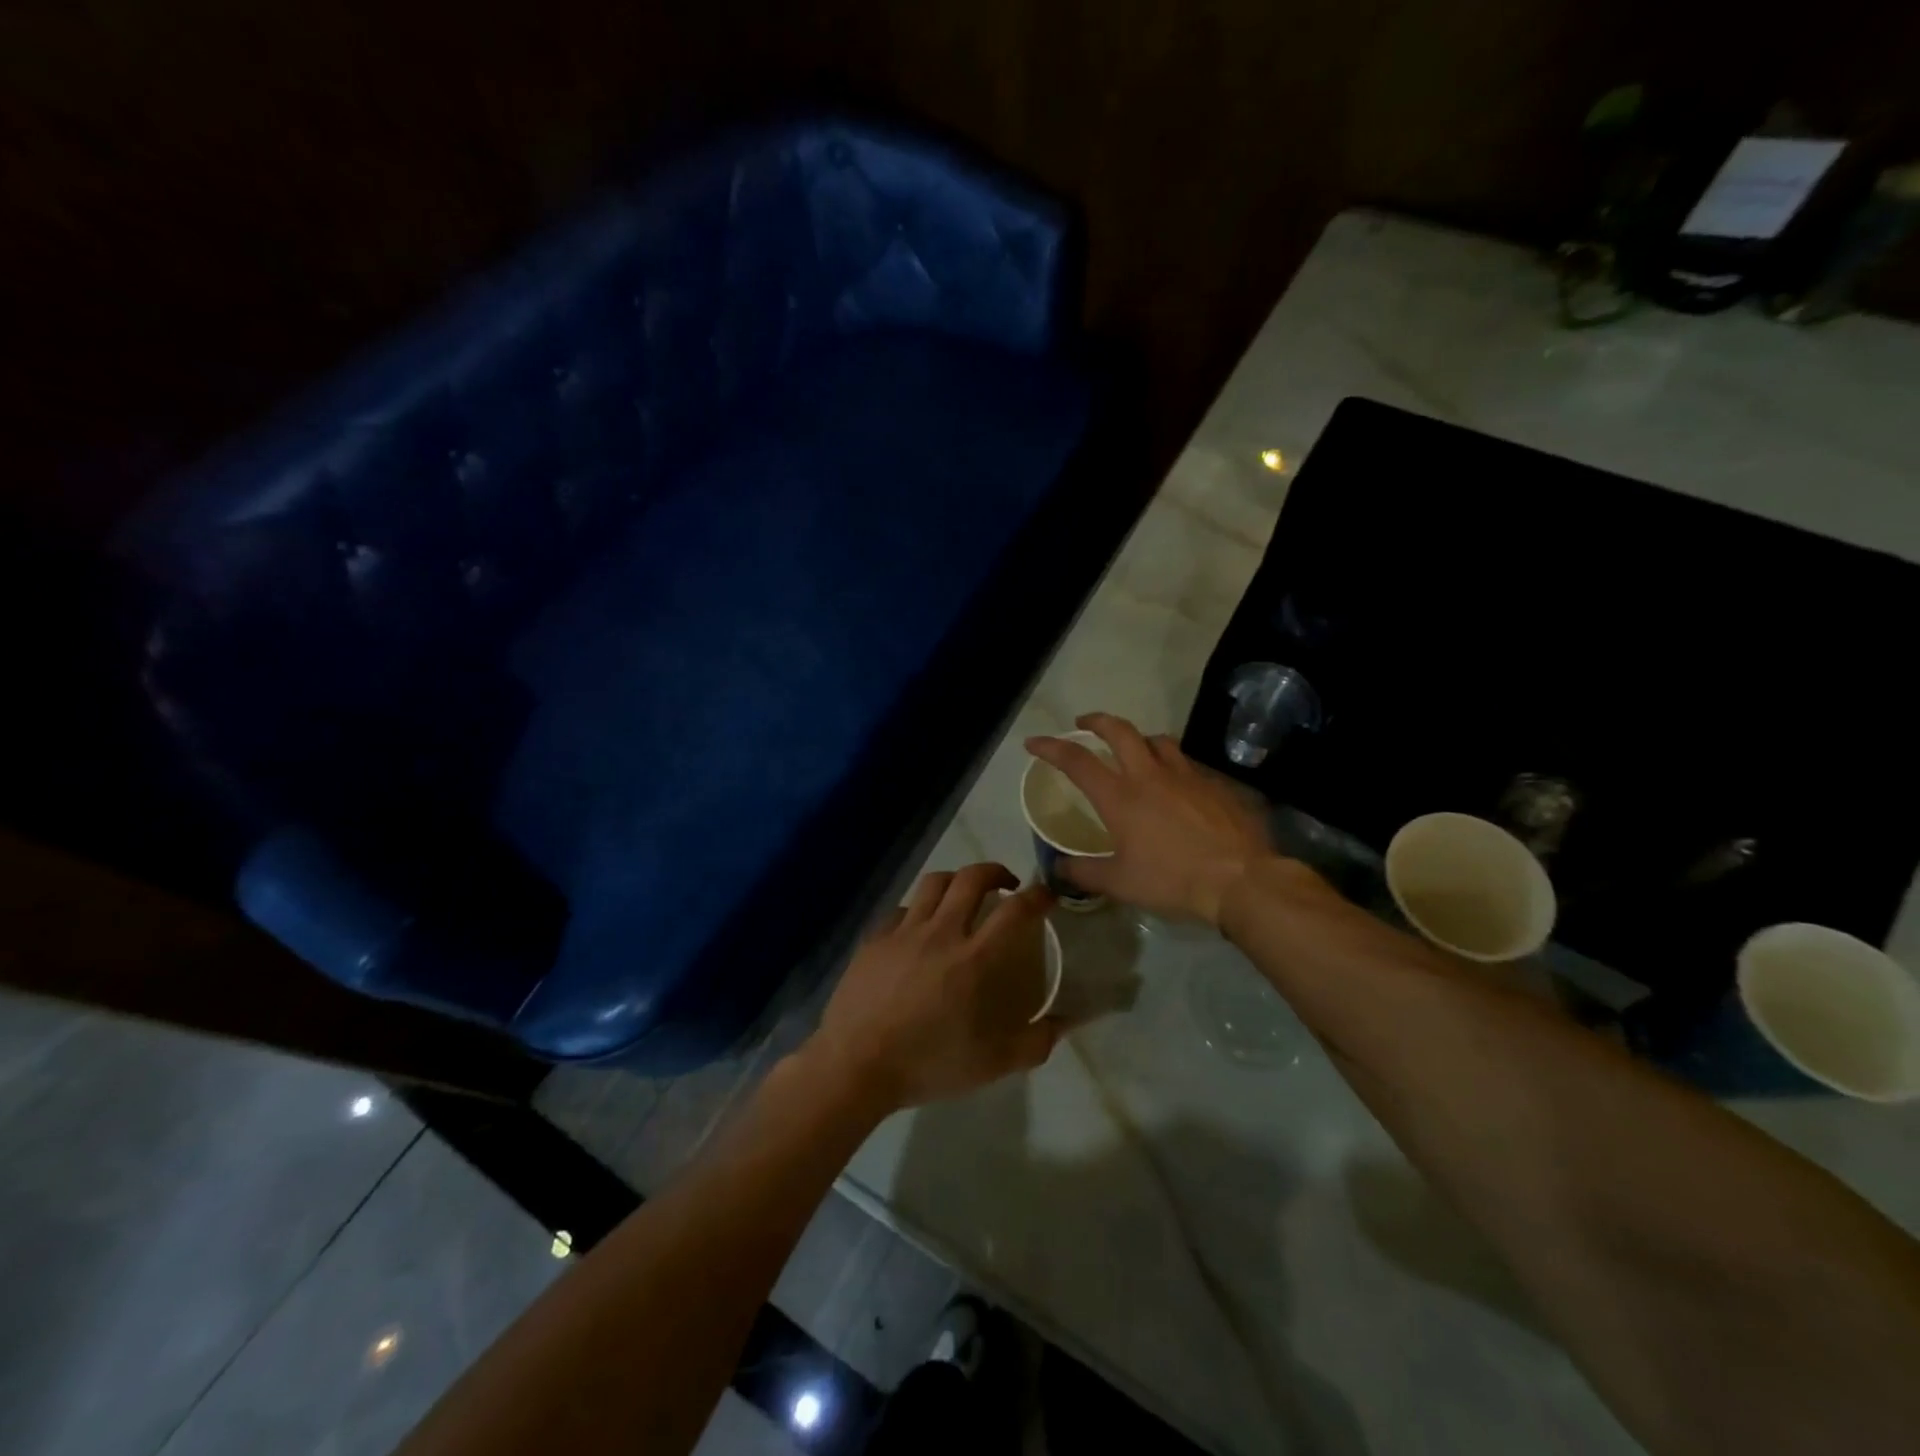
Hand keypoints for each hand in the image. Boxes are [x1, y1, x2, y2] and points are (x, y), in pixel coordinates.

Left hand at [808, 864, 1059, 1114]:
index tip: (1046, 894)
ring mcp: (904, 931)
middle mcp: (941, 932)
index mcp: (974, 959)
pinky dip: (919, 909)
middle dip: (996, 872)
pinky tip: (920, 927)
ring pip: (934, 883)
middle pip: (972, 878)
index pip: (1015, 910)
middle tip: (1006, 885)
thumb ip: (1033, 1043)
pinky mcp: (875, 938)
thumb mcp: (991, 1065)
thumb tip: (1063, 1025)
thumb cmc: (927, 1064)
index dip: (1037, 896)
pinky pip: (902, 909)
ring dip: (957, 881)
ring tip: (963, 895)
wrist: (855, 1066)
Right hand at [1025, 712, 1276, 924]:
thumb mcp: (1120, 883)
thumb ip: (1084, 873)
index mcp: (1120, 796)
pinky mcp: (1215, 785)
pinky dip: (1174, 766)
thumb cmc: (1172, 880)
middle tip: (1085, 723)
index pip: (1077, 761)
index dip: (1051, 747)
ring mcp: (1187, 776)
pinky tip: (1178, 787)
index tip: (1034, 742)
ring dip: (1139, 739)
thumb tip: (1058, 868)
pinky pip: (1189, 765)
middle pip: (1120, 731)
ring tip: (1135, 749)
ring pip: (1158, 740)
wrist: (1240, 880)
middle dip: (1097, 721)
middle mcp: (1150, 775)